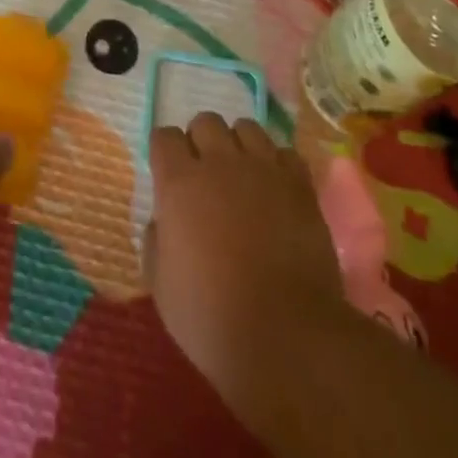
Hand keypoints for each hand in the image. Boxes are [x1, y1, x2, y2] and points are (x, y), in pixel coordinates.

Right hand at [144, 115, 347, 427]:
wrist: (287, 335)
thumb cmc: (212, 317)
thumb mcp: (161, 285)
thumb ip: (157, 239)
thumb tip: (164, 218)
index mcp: (179, 182)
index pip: (164, 136)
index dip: (164, 152)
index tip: (167, 174)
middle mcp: (219, 162)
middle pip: (205, 121)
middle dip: (201, 141)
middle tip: (205, 175)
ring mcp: (264, 169)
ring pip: (246, 127)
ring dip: (239, 145)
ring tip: (242, 175)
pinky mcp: (300, 185)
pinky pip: (285, 152)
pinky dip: (277, 164)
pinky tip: (275, 189)